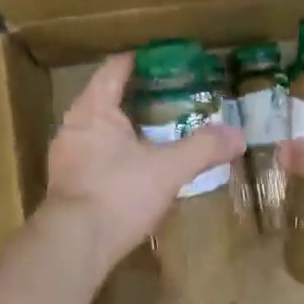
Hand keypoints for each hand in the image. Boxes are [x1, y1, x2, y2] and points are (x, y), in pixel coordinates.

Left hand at [42, 53, 245, 271]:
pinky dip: (113, 156)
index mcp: (94, 110)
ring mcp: (65, 158)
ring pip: (96, 132)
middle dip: (132, 97)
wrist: (74, 244)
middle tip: (164, 98)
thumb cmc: (119, 193)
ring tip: (151, 134)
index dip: (135, 62)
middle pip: (102, 99)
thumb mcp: (168, 169)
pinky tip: (132, 170)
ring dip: (121, 130)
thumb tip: (238, 135)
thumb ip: (203, 148)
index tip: (157, 59)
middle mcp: (73, 127)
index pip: (113, 71)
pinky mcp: (66, 187)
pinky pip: (93, 158)